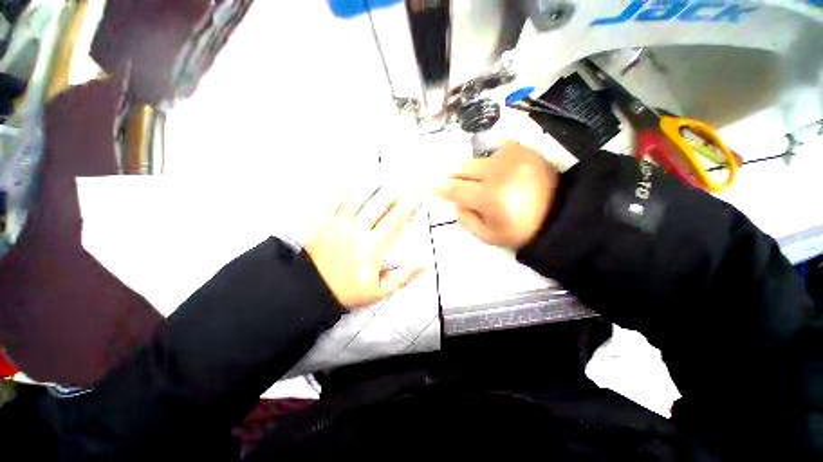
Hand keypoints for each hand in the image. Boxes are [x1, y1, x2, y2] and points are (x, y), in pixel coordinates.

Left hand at [306, 190, 423, 309]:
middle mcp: (357, 232)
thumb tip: (424, 263)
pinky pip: (334, 202)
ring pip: (357, 199)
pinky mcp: (324, 224)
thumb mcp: (381, 291)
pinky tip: (351, 187)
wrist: (313, 291)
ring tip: (379, 182)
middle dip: (391, 193)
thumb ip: (403, 276)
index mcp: (373, 247)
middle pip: (377, 205)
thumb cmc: (350, 291)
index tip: (415, 196)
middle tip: (400, 186)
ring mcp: (339, 225)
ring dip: (370, 189)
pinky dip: (343, 193)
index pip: (393, 221)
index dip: (406, 206)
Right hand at [436, 141, 557, 249]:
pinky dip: (490, 156)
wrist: (561, 215)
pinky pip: (498, 146)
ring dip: (471, 168)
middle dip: (453, 175)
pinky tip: (493, 166)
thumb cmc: (522, 230)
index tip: (428, 184)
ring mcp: (512, 157)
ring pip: (477, 157)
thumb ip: (466, 219)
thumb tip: (456, 202)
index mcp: (489, 197)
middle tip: (452, 181)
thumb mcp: (489, 236)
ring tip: (477, 178)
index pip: (454, 188)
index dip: (439, 186)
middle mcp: (498, 172)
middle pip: (463, 167)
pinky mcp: (524, 150)